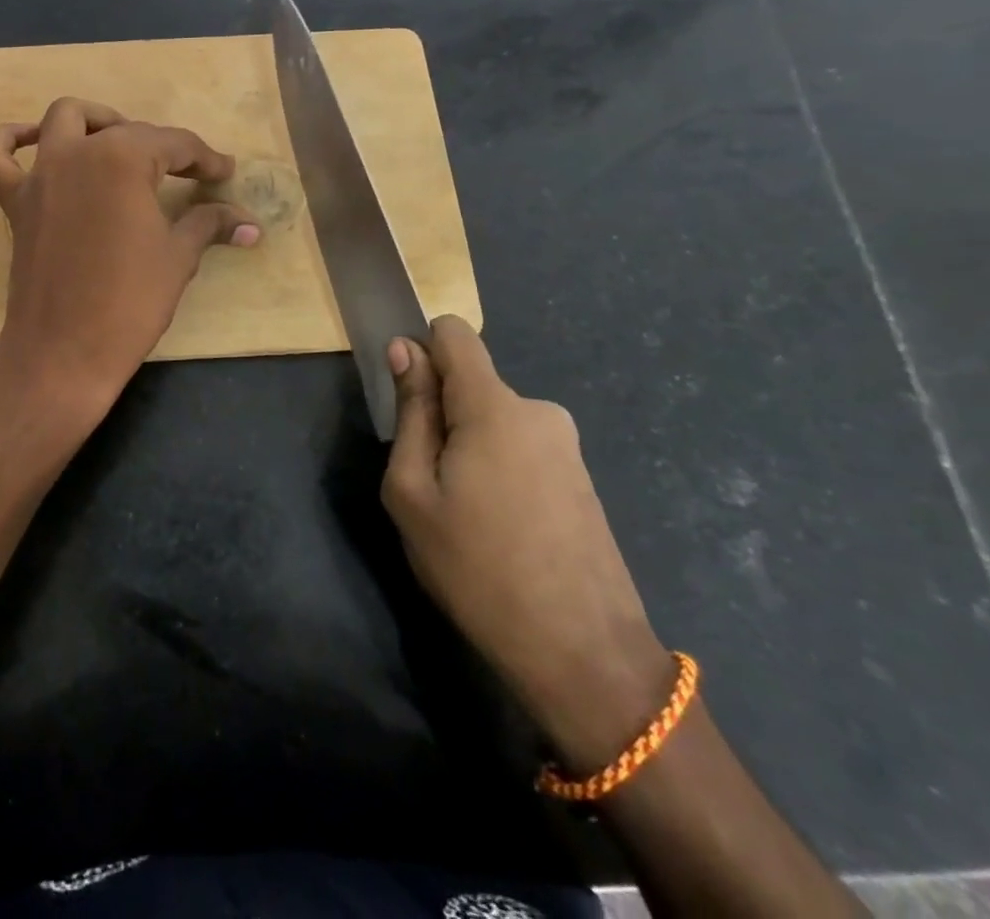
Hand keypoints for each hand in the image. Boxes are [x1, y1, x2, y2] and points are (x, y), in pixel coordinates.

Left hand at [0, 98, 257, 427]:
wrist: (64, 352)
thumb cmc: (130, 302)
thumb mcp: (178, 258)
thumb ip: (209, 224)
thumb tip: (249, 224)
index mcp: (123, 159)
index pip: (175, 144)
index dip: (205, 159)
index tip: (224, 172)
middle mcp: (77, 152)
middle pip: (126, 131)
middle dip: (163, 147)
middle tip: (188, 174)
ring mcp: (40, 175)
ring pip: (64, 120)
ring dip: (95, 121)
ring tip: (119, 143)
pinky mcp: (15, 202)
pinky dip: (11, 141)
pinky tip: (35, 143)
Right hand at [382, 316, 673, 772]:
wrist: (584, 656)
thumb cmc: (478, 569)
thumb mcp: (414, 492)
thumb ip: (411, 412)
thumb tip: (405, 349)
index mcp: (494, 405)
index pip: (453, 333)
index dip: (422, 351)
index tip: (407, 401)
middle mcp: (538, 410)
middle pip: (470, 384)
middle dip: (442, 415)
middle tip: (431, 484)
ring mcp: (566, 446)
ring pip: (494, 421)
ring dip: (469, 448)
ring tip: (466, 515)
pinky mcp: (581, 478)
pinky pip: (521, 448)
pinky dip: (498, 470)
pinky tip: (500, 529)